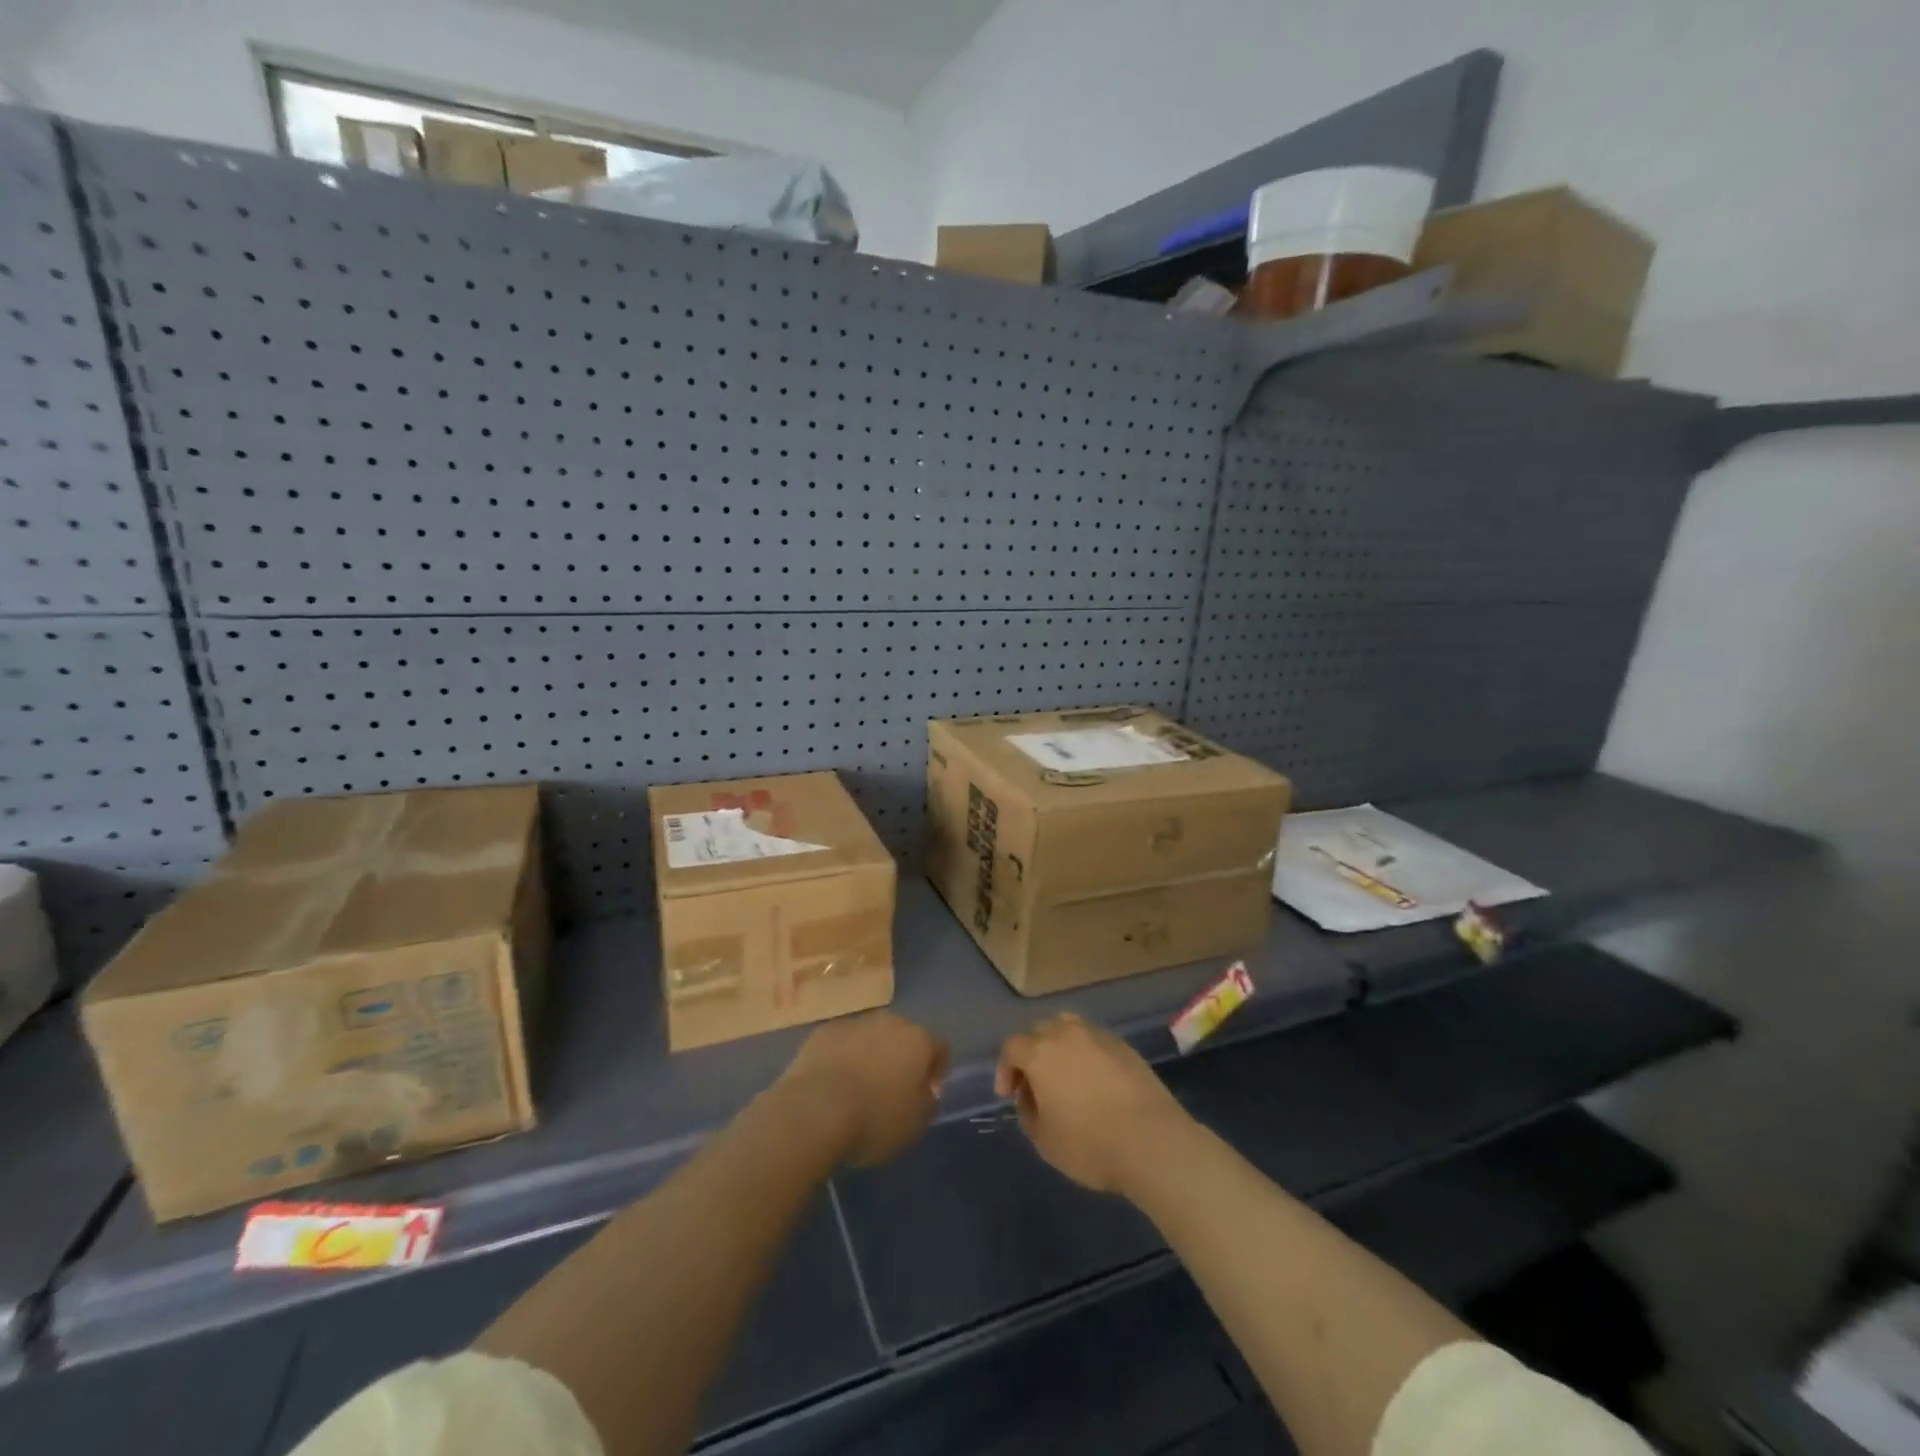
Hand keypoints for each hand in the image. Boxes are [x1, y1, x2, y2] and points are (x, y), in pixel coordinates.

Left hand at [776, 1012, 948, 1166]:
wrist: (814, 1111)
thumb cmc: (874, 1119)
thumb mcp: (915, 1125)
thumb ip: (927, 1103)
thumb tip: (926, 1092)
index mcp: (918, 1040)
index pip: (939, 1048)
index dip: (936, 1071)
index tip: (926, 1095)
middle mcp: (890, 1022)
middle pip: (904, 1036)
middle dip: (901, 1059)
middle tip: (892, 1090)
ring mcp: (854, 1023)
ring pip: (871, 1037)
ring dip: (871, 1056)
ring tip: (859, 1089)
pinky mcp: (823, 1032)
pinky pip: (842, 1043)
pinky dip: (842, 1057)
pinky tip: (833, 1084)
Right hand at [995, 1014, 1193, 1194]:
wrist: (1152, 1141)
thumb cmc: (1090, 1144)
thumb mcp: (1045, 1141)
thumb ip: (1029, 1114)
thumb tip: (1032, 1099)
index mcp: (1041, 1053)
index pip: (1012, 1047)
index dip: (1006, 1069)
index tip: (1009, 1095)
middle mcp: (1067, 1034)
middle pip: (1040, 1031)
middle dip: (1032, 1054)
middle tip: (1035, 1085)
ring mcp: (1099, 1036)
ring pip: (1069, 1028)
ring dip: (1060, 1047)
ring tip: (1066, 1076)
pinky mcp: (1125, 1046)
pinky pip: (1095, 1042)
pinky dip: (1087, 1054)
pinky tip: (1095, 1082)